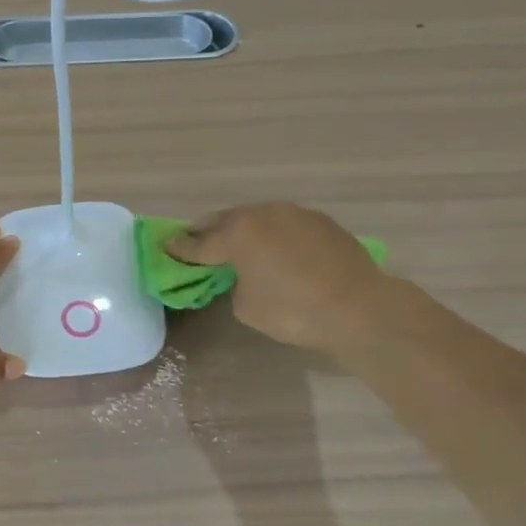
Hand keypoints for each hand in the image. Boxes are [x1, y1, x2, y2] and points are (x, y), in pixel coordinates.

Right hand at [168, 203, 384, 354]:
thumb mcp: (247, 308)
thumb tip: (246, 275)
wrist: (360, 308)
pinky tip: (273, 248)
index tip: (165, 246)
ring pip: (257, 217)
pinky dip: (271, 234)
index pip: (199, 243)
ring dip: (241, 228)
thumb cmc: (294, 311)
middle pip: (225, 220)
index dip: (180, 248)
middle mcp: (263, 215)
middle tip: (193, 238)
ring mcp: (295, 214)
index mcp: (237, 234)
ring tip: (234, 241)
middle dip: (206, 230)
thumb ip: (236, 284)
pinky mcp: (321, 222)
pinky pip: (283, 224)